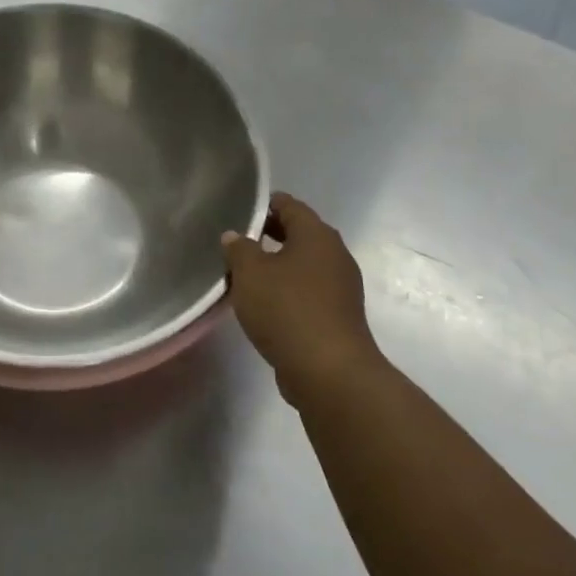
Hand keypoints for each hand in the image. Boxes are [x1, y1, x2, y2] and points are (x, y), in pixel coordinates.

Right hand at [222, 194, 383, 404]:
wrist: (328, 371)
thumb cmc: (287, 309)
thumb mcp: (250, 273)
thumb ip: (239, 249)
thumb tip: (234, 236)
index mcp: (317, 235)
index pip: (289, 205)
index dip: (264, 205)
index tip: (240, 211)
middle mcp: (335, 255)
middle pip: (299, 234)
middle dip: (269, 235)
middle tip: (238, 242)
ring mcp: (341, 287)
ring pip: (304, 265)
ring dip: (278, 266)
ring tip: (246, 275)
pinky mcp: (338, 315)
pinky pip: (309, 291)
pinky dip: (288, 290)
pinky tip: (266, 304)